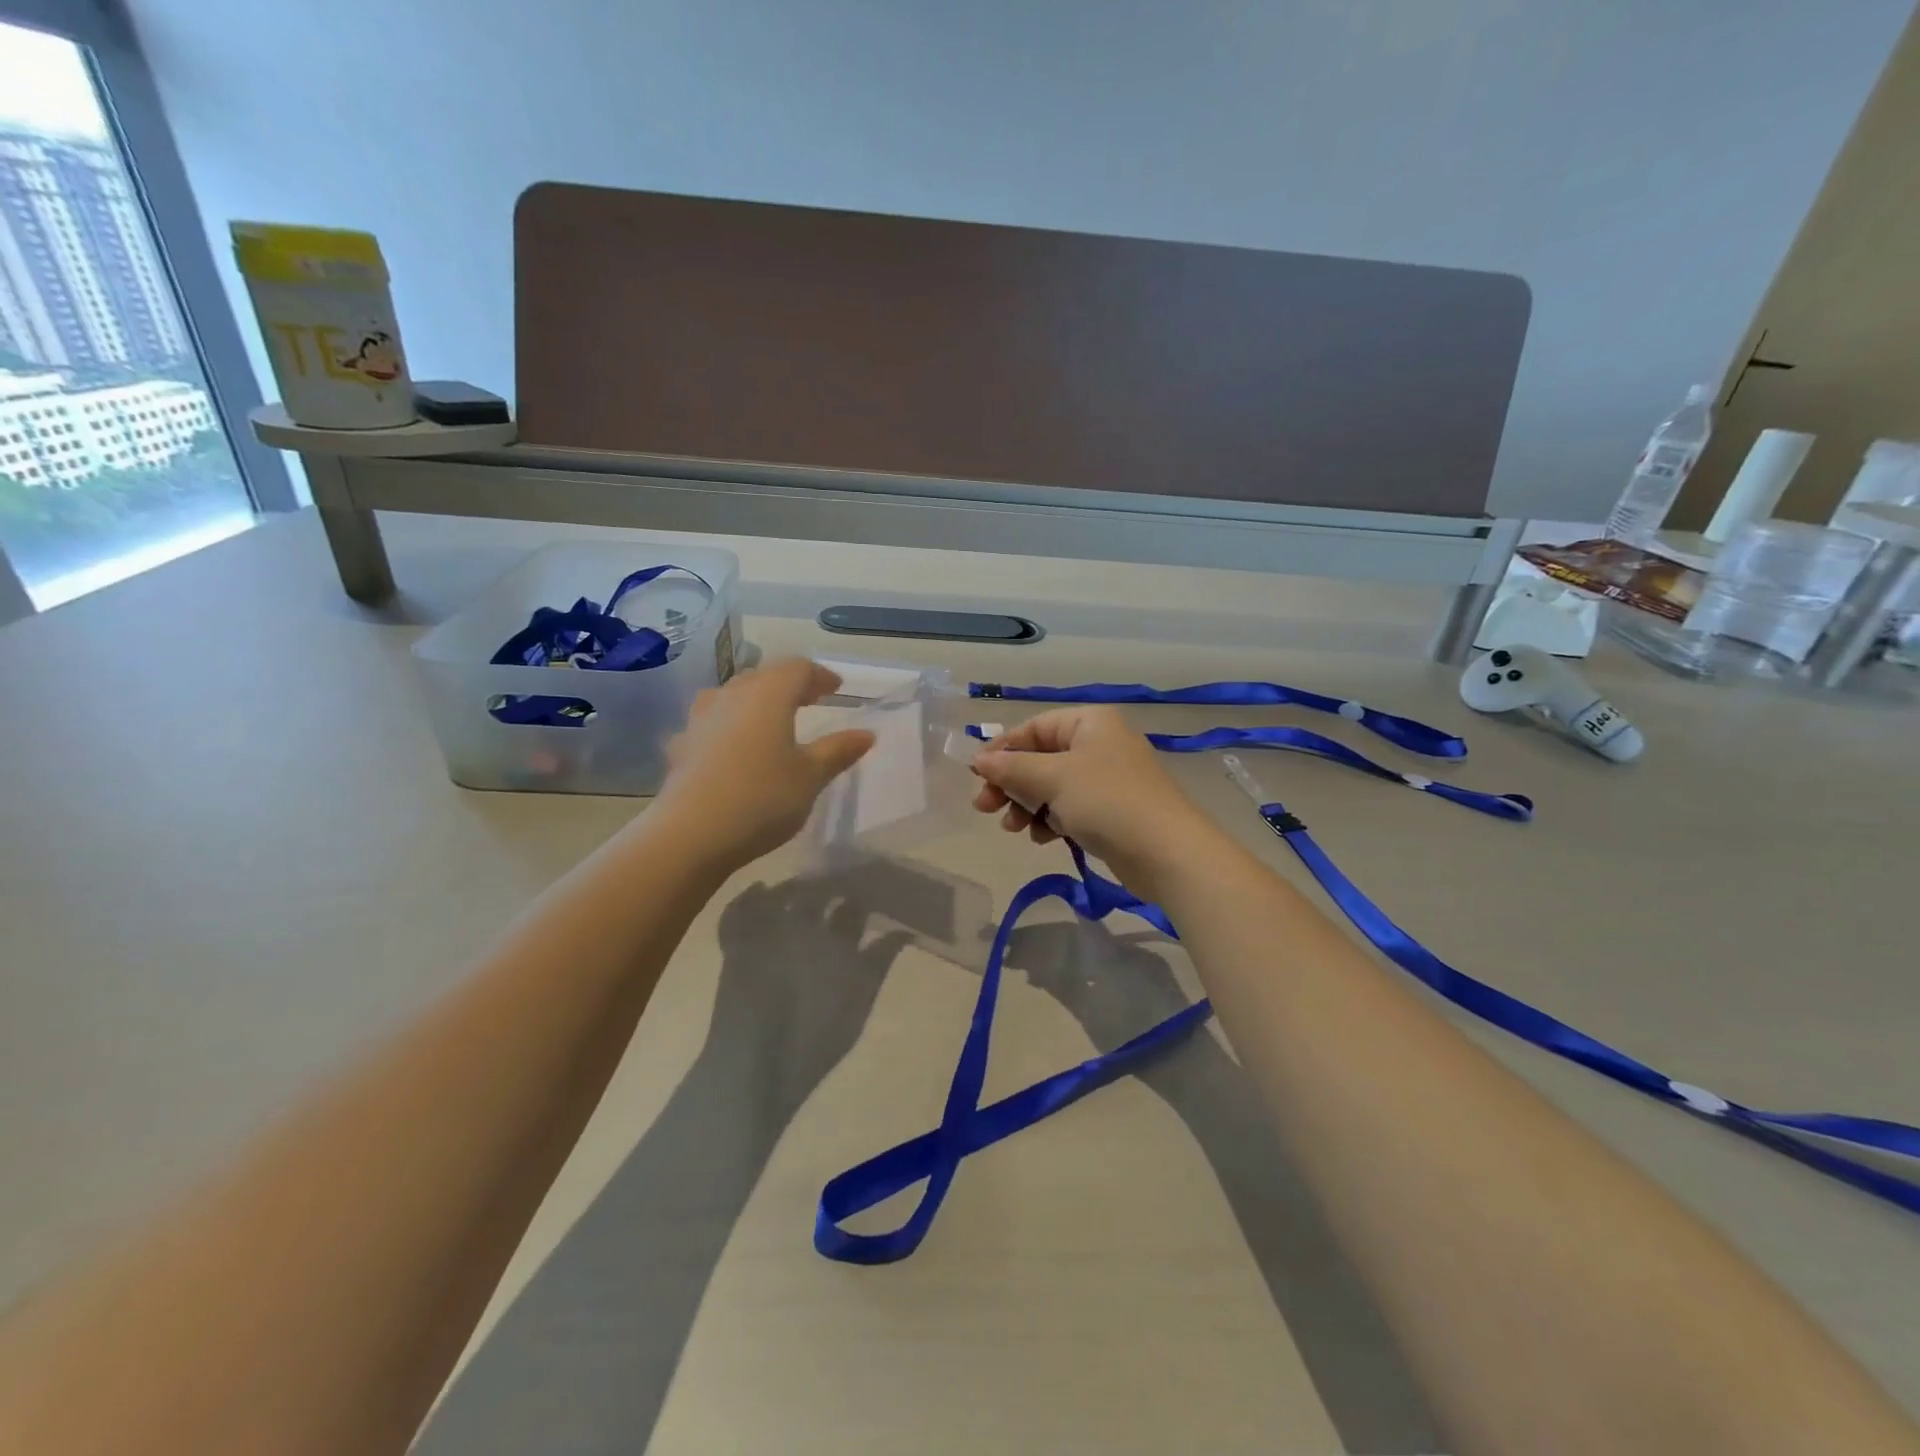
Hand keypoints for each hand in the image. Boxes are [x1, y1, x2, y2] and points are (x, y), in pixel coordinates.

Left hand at [653, 658, 873, 869]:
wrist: (690, 834)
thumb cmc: (762, 798)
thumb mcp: (811, 776)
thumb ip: (838, 751)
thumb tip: (866, 734)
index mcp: (768, 695)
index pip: (797, 668)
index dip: (820, 675)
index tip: (836, 688)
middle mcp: (732, 696)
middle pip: (763, 676)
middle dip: (788, 684)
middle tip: (810, 700)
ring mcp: (701, 720)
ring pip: (732, 695)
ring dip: (755, 700)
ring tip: (770, 719)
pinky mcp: (682, 746)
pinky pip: (711, 723)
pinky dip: (729, 727)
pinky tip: (732, 747)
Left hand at [708, 871, 911, 1108]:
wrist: (756, 1064)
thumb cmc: (815, 1039)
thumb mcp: (860, 1000)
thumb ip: (880, 961)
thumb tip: (901, 932)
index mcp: (836, 938)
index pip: (855, 905)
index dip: (864, 896)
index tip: (873, 893)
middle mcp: (802, 925)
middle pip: (821, 893)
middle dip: (833, 886)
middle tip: (842, 888)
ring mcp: (765, 932)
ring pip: (784, 893)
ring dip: (797, 887)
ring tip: (806, 888)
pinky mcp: (736, 945)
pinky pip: (739, 910)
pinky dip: (750, 896)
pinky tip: (760, 889)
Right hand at [970, 706, 1223, 899]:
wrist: (1167, 851)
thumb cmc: (1107, 801)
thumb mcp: (1053, 778)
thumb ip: (1012, 768)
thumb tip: (978, 760)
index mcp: (1089, 723)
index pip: (1033, 728)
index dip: (1002, 750)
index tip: (976, 776)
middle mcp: (1099, 744)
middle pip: (1040, 758)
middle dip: (1011, 783)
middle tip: (985, 808)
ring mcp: (1107, 778)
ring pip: (1052, 786)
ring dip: (1027, 805)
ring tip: (1013, 828)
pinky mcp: (1111, 810)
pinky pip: (1069, 807)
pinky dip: (1051, 819)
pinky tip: (1042, 838)